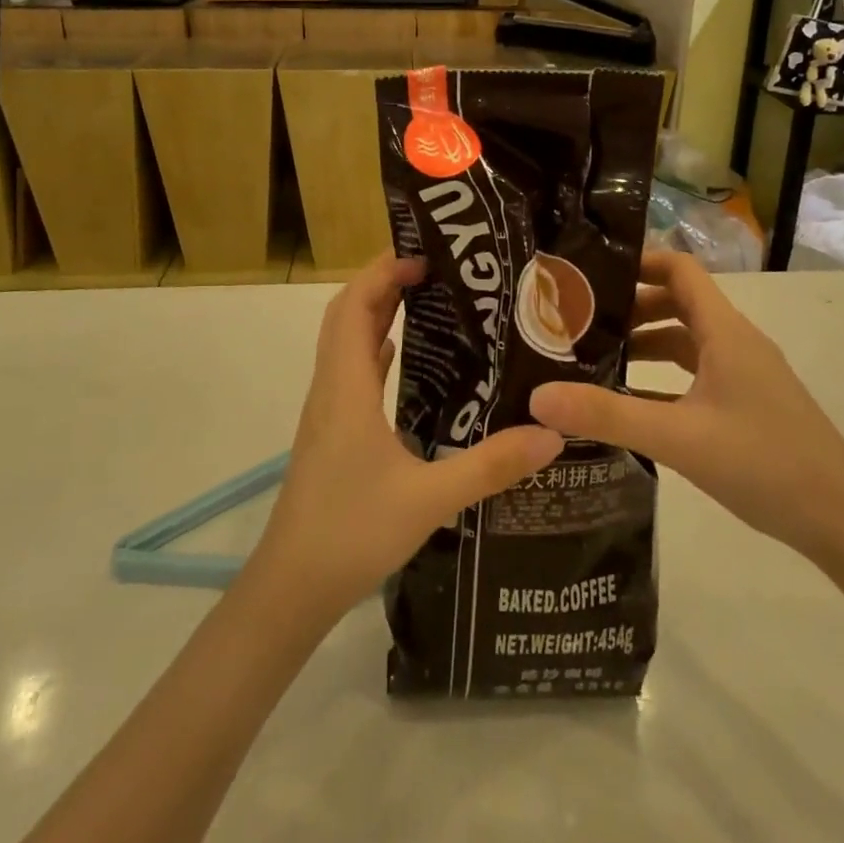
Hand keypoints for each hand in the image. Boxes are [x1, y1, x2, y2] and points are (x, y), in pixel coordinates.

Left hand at [252, 254, 563, 621]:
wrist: (292, 587)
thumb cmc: (351, 532)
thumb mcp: (430, 499)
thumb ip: (491, 465)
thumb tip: (552, 433)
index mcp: (346, 388)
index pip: (354, 306)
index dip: (382, 272)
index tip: (424, 254)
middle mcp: (331, 389)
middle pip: (347, 315)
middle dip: (383, 283)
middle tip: (434, 270)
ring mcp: (327, 412)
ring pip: (346, 343)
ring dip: (377, 314)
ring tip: (427, 301)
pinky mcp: (331, 434)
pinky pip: (352, 373)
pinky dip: (375, 351)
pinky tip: (406, 361)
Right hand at [530, 251, 843, 565]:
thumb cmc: (765, 464)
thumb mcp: (678, 438)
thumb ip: (608, 415)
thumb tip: (538, 397)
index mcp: (725, 331)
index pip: (679, 269)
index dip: (638, 261)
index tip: (590, 274)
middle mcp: (735, 342)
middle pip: (678, 302)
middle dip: (630, 305)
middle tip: (580, 320)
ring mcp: (745, 374)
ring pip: (687, 340)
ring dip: (645, 341)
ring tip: (596, 357)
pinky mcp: (748, 404)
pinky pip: (696, 373)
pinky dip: (662, 376)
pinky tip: (631, 401)